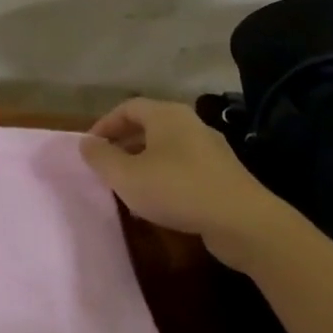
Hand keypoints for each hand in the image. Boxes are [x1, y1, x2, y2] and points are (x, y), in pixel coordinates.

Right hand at [78, 98, 282, 268]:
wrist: (245, 224)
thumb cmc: (177, 190)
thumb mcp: (125, 175)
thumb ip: (100, 157)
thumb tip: (86, 143)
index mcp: (167, 116)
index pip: (127, 108)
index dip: (104, 125)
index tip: (90, 148)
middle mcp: (190, 125)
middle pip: (147, 127)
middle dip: (122, 145)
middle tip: (105, 167)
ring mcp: (211, 150)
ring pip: (165, 150)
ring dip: (141, 165)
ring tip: (127, 188)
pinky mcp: (223, 176)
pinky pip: (183, 168)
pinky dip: (163, 179)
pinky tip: (156, 204)